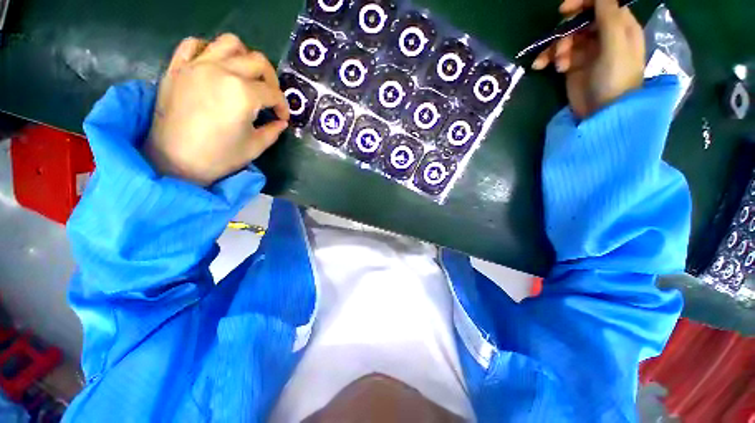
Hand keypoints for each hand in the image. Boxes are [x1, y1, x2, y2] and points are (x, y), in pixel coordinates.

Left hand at [145, 34, 289, 185]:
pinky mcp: (178, 67)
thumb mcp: (255, 147)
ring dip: (244, 57)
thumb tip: (281, 122)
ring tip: (245, 76)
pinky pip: (194, 44)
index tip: (283, 117)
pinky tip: (215, 66)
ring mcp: (197, 65)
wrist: (173, 161)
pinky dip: (209, 50)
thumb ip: (273, 131)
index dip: (283, 106)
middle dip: (271, 80)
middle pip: (257, 61)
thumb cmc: (219, 157)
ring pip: (229, 43)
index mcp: (243, 94)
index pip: (273, 93)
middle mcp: (222, 71)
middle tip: (270, 97)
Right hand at [532, 0, 644, 118]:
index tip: (564, 10)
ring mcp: (587, 50)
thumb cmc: (615, 79)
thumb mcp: (615, 46)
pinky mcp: (572, 65)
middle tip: (560, 47)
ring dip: (555, 48)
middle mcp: (603, 34)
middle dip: (566, 31)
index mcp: (619, 26)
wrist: (602, 113)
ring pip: (565, 37)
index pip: (601, 3)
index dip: (583, 2)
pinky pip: (556, 54)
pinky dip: (547, 58)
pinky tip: (541, 66)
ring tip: (558, 65)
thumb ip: (608, 17)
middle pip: (580, 20)